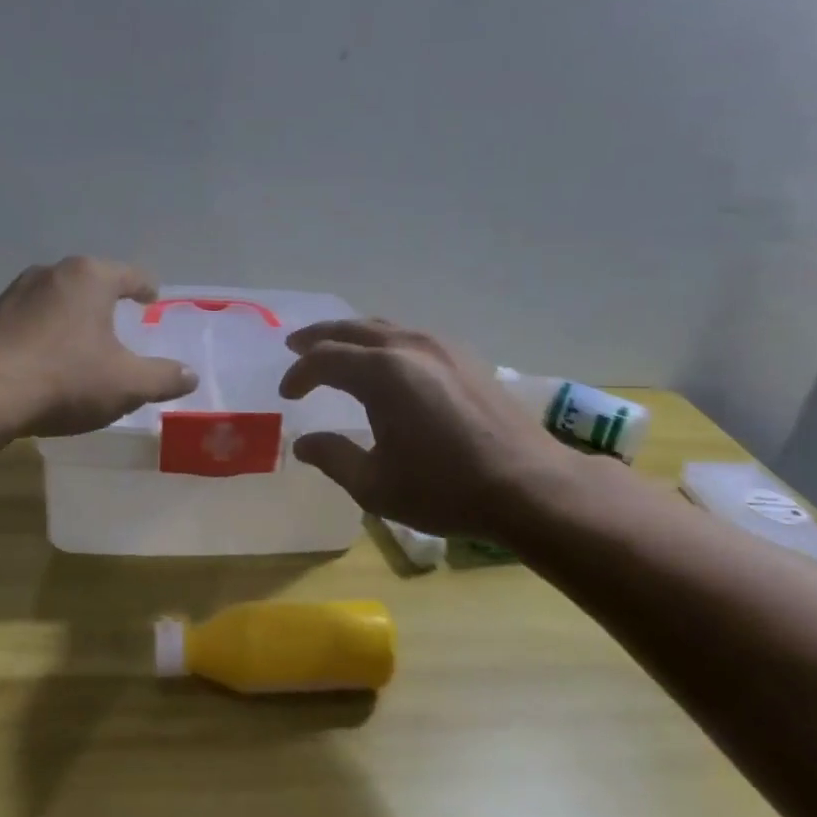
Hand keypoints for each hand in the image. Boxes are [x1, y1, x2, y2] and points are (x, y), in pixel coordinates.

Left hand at [0, 257, 198, 437]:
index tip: (152, 299)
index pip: (130, 275)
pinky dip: (45, 334)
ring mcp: (14, 293)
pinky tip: (46, 361)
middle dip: (107, 302)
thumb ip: (163, 378)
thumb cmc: (65, 379)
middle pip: (91, 283)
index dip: (146, 288)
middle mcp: (51, 273)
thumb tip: (190, 375)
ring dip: (72, 318)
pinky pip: (30, 320)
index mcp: (90, 277)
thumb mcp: (127, 384)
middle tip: (120, 325)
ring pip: (57, 300)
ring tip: (82, 344)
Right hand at [278, 319, 578, 539]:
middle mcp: (411, 347)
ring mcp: (443, 348)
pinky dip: (385, 342)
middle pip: (353, 329)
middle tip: (296, 346)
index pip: (326, 359)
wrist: (529, 486)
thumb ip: (333, 457)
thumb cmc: (445, 489)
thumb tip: (303, 443)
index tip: (287, 394)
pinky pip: (412, 337)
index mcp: (383, 373)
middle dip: (320, 338)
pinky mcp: (467, 359)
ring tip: (336, 349)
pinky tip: (387, 363)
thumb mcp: (375, 485)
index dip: (300, 373)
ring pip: (386, 328)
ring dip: (354, 336)